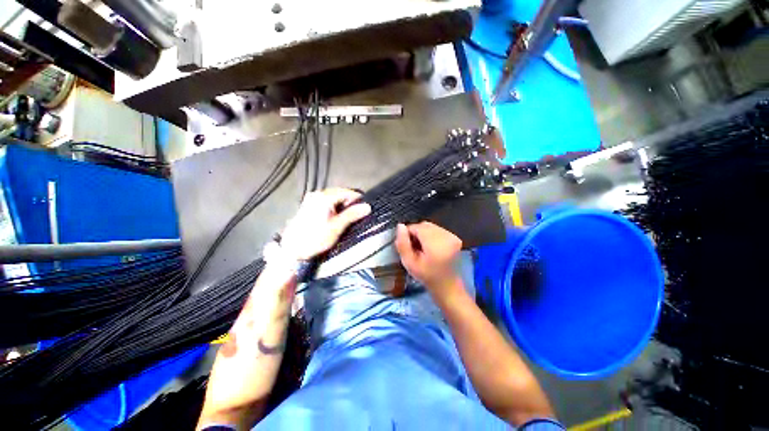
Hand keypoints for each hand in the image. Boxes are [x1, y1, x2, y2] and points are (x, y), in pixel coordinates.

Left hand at [280, 188, 370, 260]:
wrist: (292, 249)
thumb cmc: (316, 238)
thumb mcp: (337, 227)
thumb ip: (352, 215)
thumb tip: (367, 207)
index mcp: (324, 198)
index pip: (347, 192)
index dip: (357, 199)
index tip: (365, 208)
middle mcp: (317, 194)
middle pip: (339, 193)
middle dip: (349, 202)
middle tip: (357, 213)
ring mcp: (311, 199)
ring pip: (332, 197)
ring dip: (342, 204)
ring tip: (348, 215)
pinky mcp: (308, 205)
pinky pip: (325, 201)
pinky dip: (333, 206)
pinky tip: (336, 215)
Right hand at [395, 222, 462, 289]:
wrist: (447, 286)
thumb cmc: (426, 276)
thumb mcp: (409, 263)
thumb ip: (403, 244)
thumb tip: (400, 226)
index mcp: (436, 245)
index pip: (417, 227)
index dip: (408, 233)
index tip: (407, 245)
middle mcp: (447, 237)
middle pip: (425, 225)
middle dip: (416, 232)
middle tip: (414, 247)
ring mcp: (453, 236)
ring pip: (431, 226)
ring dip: (423, 233)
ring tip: (422, 247)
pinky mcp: (455, 237)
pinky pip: (438, 229)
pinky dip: (431, 235)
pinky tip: (430, 246)